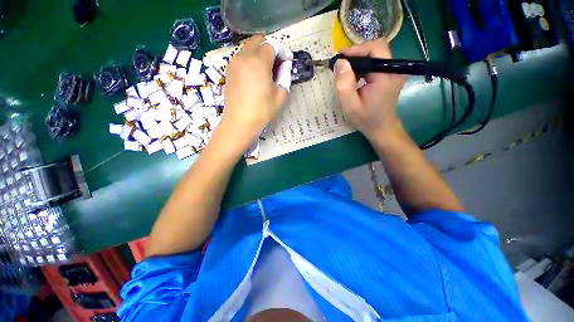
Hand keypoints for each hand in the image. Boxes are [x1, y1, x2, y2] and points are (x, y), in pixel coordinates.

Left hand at [220, 36, 291, 143]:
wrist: (240, 122)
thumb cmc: (262, 111)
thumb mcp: (281, 95)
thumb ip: (285, 76)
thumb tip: (285, 65)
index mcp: (259, 62)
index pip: (272, 45)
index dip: (282, 51)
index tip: (287, 61)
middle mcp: (244, 57)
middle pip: (257, 40)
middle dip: (269, 47)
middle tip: (276, 63)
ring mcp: (233, 63)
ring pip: (247, 48)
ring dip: (258, 53)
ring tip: (266, 69)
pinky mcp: (228, 71)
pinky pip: (240, 57)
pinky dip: (249, 59)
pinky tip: (254, 74)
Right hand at [333, 38, 405, 140]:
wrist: (381, 128)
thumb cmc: (366, 119)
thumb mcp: (350, 105)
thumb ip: (344, 85)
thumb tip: (340, 62)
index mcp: (386, 75)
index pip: (376, 48)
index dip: (357, 49)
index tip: (341, 58)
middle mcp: (394, 69)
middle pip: (376, 49)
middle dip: (357, 54)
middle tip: (342, 66)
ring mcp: (394, 72)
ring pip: (376, 55)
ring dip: (360, 61)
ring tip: (346, 73)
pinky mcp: (391, 75)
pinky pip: (376, 63)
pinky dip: (364, 66)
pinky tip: (355, 77)